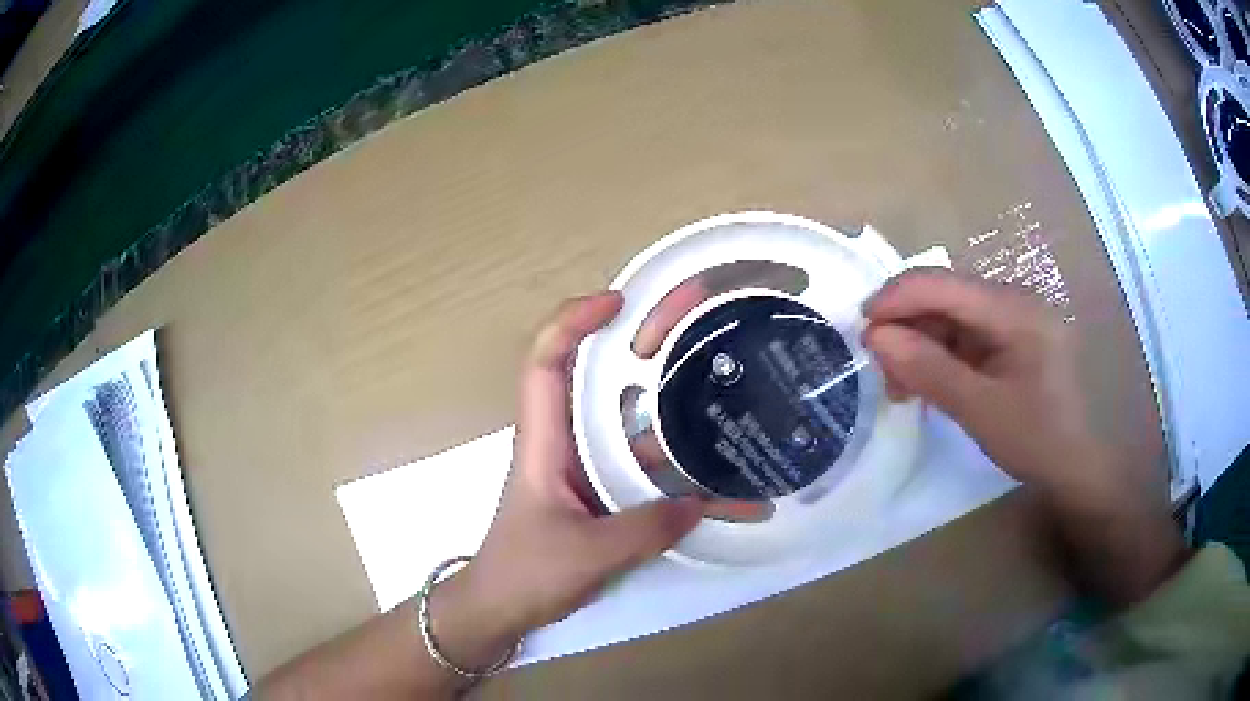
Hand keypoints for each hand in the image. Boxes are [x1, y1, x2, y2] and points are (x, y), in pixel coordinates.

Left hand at [432, 293, 704, 668]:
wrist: (503, 608)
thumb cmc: (524, 572)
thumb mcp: (585, 553)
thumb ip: (643, 529)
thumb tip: (700, 505)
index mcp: (545, 441)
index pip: (545, 362)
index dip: (573, 322)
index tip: (618, 302)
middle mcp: (568, 444)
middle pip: (603, 378)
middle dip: (647, 341)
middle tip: (698, 313)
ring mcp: (591, 470)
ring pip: (638, 427)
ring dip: (681, 411)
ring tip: (736, 392)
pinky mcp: (608, 497)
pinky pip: (652, 477)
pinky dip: (688, 481)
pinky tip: (734, 496)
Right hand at [863, 269, 1113, 500]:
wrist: (1073, 464)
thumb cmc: (1035, 439)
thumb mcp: (979, 410)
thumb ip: (929, 370)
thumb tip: (876, 338)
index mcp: (1015, 309)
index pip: (944, 284)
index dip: (897, 298)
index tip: (860, 327)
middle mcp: (1013, 300)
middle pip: (945, 296)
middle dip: (906, 326)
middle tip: (880, 369)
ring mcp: (1012, 317)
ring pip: (949, 315)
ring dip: (919, 344)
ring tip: (899, 386)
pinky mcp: (1008, 336)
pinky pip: (962, 334)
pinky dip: (937, 355)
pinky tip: (924, 383)